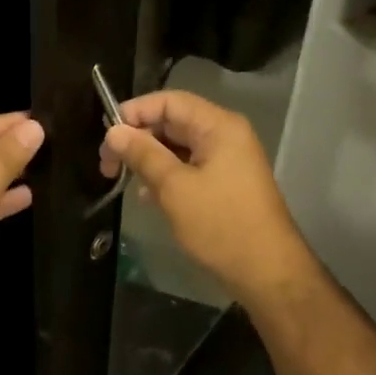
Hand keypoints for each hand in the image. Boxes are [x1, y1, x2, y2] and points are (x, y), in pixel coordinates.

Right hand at [99, 90, 315, 305]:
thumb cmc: (220, 225)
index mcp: (218, 126)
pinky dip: (166, 175)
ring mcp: (228, 159)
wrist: (268, 273)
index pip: (169, 101)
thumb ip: (143, 154)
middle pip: (173, 121)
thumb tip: (114, 131)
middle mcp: (225, 135)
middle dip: (138, 138)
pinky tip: (147, 195)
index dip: (135, 112)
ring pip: (178, 146)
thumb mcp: (174, 188)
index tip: (107, 136)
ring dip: (149, 158)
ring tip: (122, 179)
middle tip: (108, 163)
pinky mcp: (226, 183)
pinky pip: (189, 166)